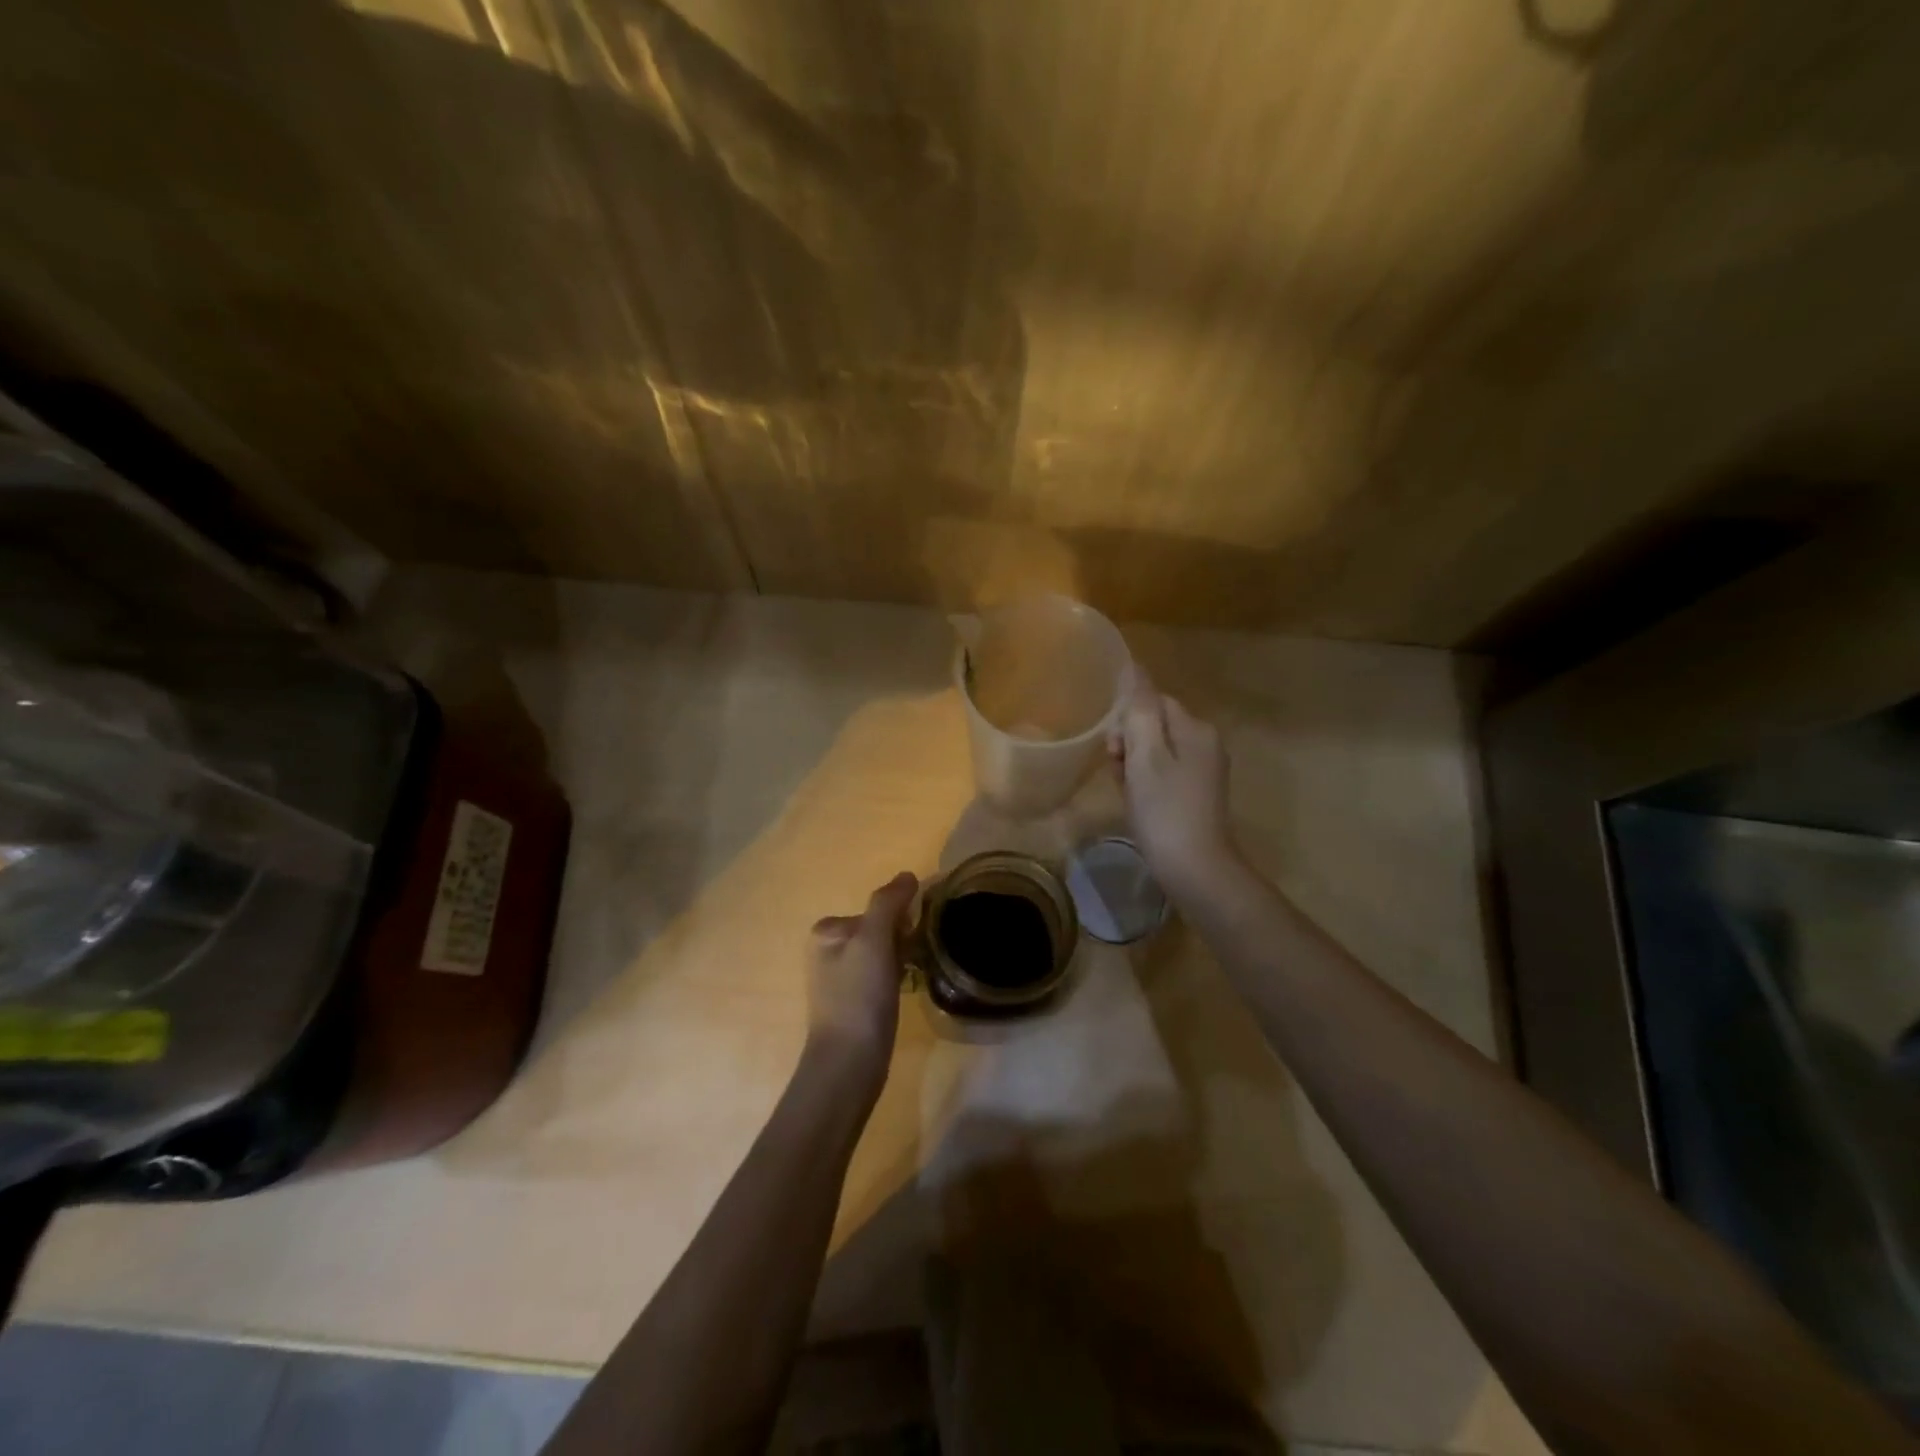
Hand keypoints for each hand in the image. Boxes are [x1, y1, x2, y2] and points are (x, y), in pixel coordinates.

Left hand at [807, 872, 918, 1077]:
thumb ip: (888, 903)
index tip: (912, 937)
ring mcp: (839, 980)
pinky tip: (904, 993)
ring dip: (901, 959)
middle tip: (912, 960)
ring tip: (912, 976)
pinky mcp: (852, 1004)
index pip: (876, 909)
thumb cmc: (859, 996)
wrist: (849, 1063)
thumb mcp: (874, 940)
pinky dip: (896, 979)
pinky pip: (881, 976)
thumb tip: (908, 876)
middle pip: (879, 929)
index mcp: (826, 931)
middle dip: (901, 940)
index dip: (900, 919)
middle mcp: (827, 951)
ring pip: (883, 954)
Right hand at [1109, 675, 1237, 900]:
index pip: (1153, 702)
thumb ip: (1139, 709)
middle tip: (1118, 774)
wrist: (1196, 871)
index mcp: (1196, 729)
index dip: (1126, 722)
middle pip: (1154, 726)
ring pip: (1155, 752)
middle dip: (1128, 745)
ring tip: (1127, 794)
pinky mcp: (1197, 795)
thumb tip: (1133, 666)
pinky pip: (1163, 774)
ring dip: (1133, 767)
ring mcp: (1203, 771)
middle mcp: (1205, 744)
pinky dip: (1145, 784)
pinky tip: (1138, 805)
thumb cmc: (1165, 811)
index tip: (1114, 751)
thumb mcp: (1146, 756)